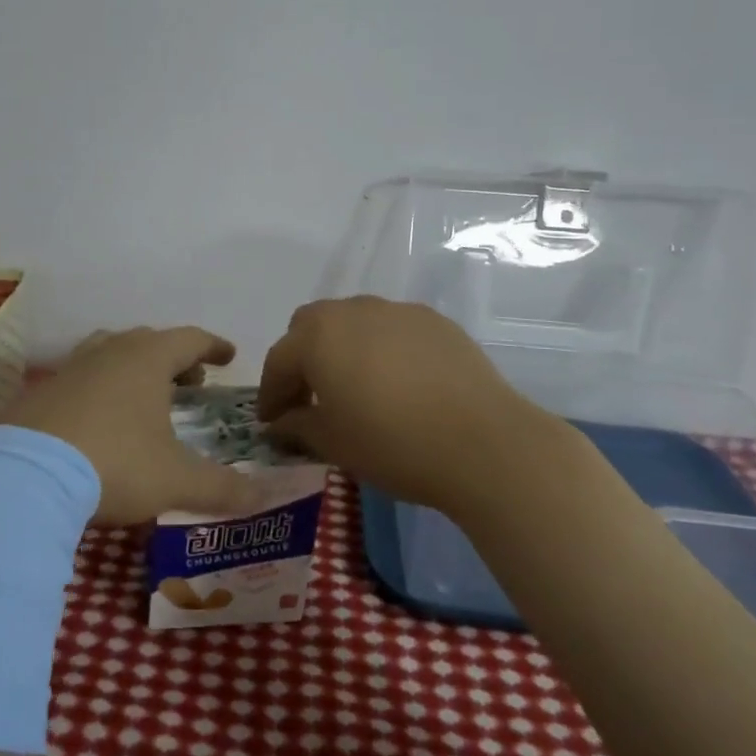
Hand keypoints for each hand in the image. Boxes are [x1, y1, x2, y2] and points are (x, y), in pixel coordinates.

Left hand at [7, 327, 262, 525]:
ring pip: (110, 354)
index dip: (213, 347)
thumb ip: (222, 488)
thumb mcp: (176, 481)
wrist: (24, 476)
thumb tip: (263, 498)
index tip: (228, 356)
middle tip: (191, 383)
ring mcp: (70, 369)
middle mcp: (109, 352)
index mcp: (147, 359)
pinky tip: (98, 421)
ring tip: (144, 397)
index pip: (190, 339)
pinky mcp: (39, 393)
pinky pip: (80, 379)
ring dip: (133, 369)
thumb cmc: (115, 464)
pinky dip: (99, 390)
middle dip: (174, 359)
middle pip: (149, 342)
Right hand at [257, 297, 577, 514]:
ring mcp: (397, 311)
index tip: (271, 421)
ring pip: (353, 322)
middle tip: (309, 397)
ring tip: (356, 387)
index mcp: (318, 337)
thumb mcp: (333, 443)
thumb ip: (297, 426)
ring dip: (343, 349)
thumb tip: (280, 422)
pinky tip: (399, 383)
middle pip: (311, 326)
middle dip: (302, 358)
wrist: (484, 443)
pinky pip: (392, 328)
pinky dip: (382, 349)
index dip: (271, 393)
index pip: (279, 360)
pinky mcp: (434, 321)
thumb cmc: (394, 445)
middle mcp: (352, 311)